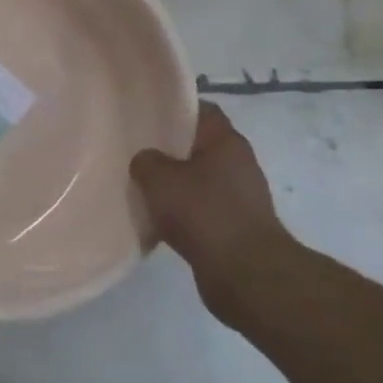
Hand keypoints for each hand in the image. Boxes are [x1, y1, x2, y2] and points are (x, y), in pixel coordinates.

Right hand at [131, 102, 292, 321]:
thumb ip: (146, 161)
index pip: (203, 111)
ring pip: (201, 179)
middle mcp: (240, 163)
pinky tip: (160, 218)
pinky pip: (204, 208)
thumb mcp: (160, 179)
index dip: (176, 109)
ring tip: (145, 187)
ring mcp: (242, 197)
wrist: (245, 273)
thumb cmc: (203, 213)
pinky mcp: (237, 226)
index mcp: (227, 142)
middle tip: (138, 151)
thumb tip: (146, 160)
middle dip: (172, 148)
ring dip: (177, 183)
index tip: (149, 114)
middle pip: (201, 145)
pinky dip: (185, 211)